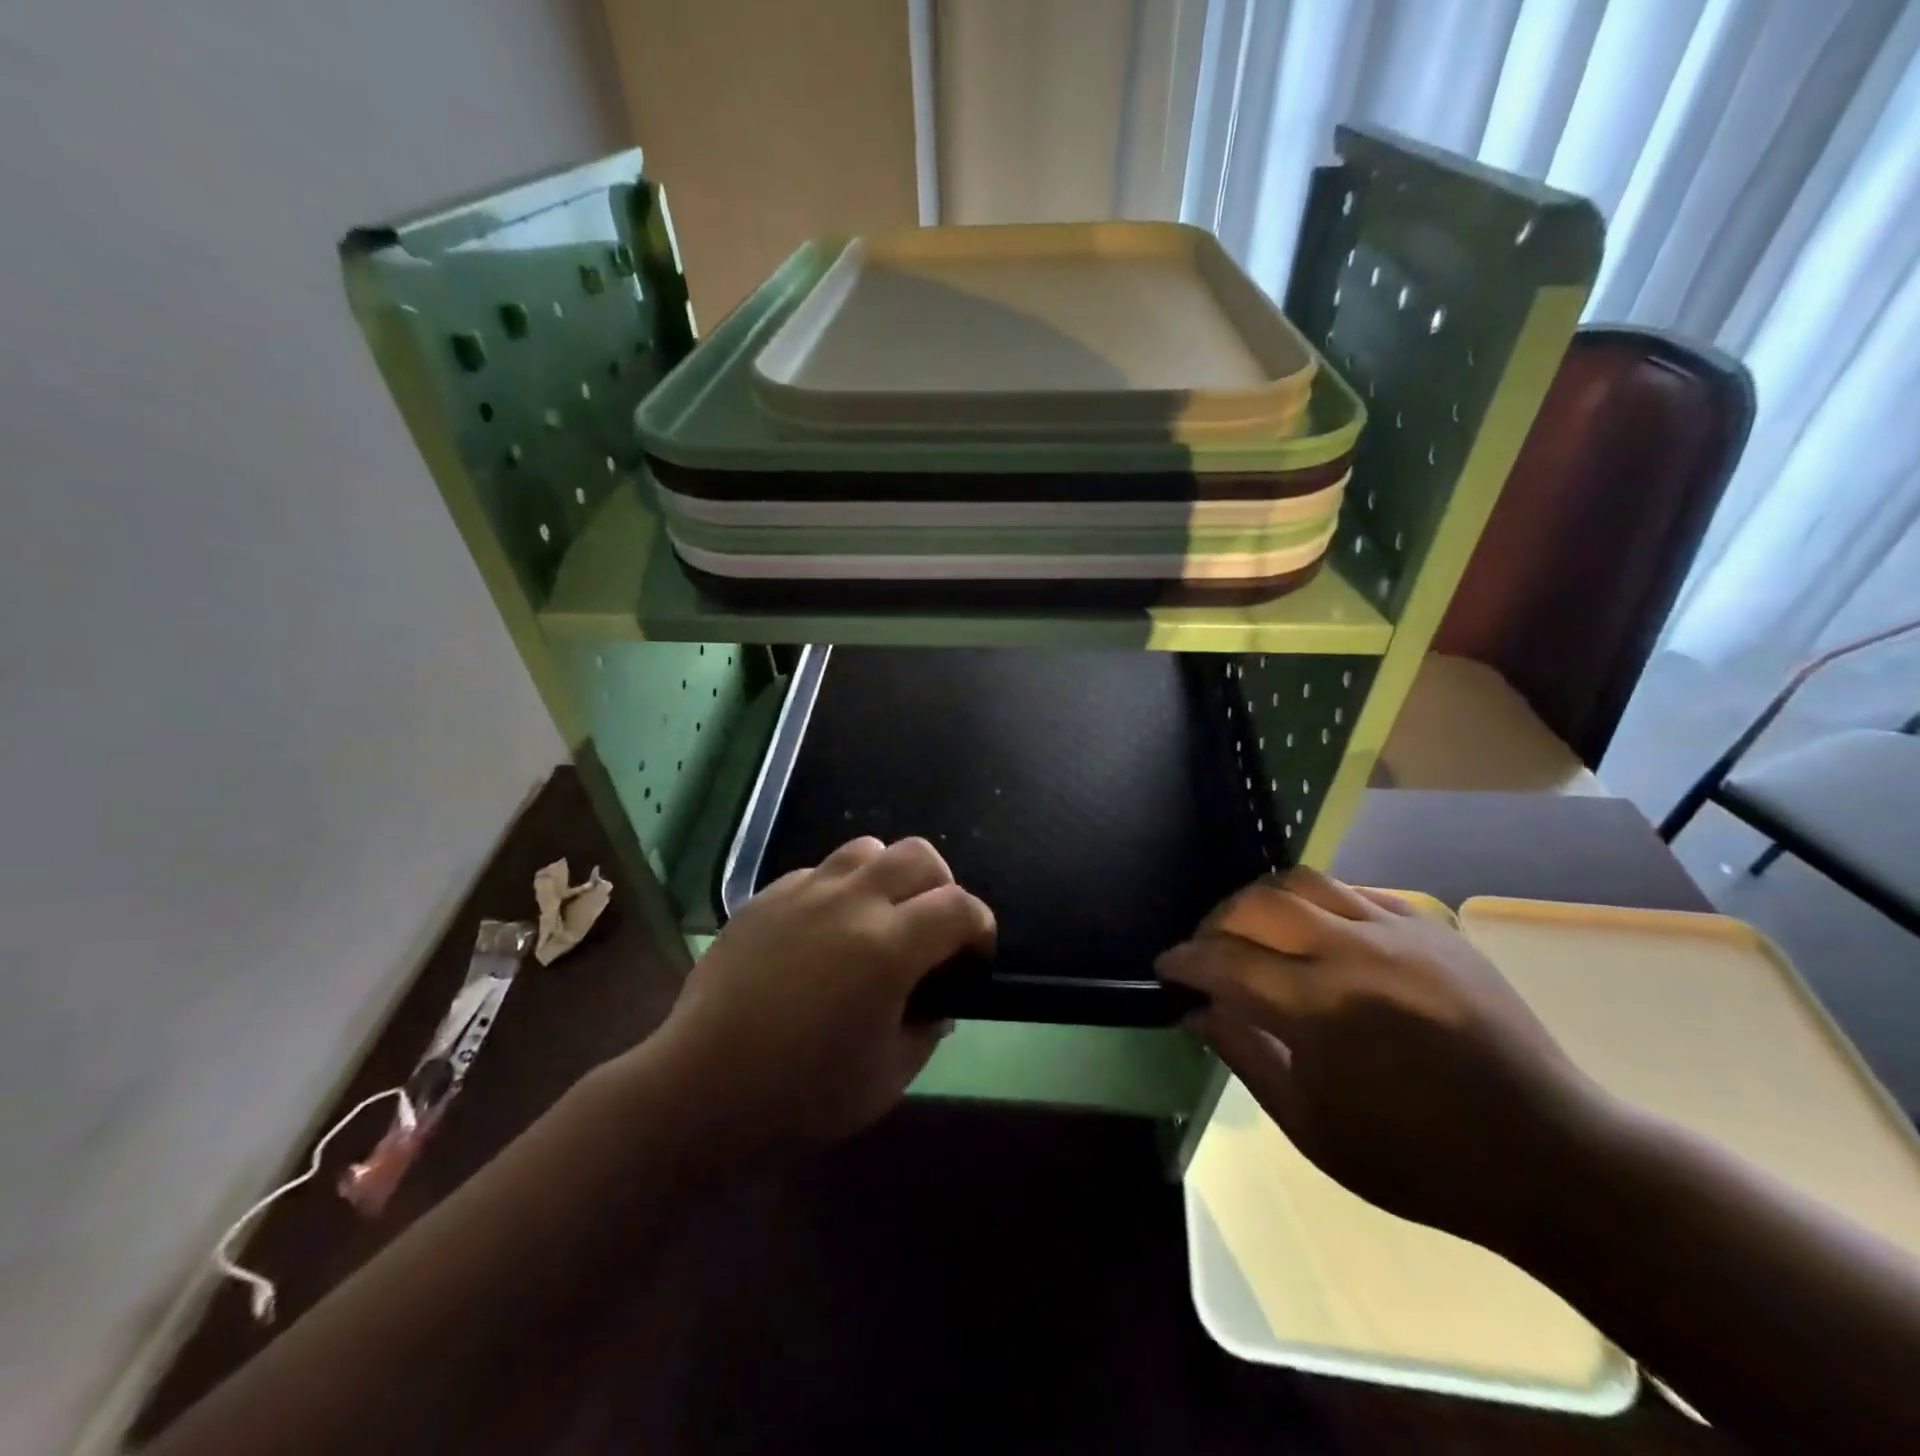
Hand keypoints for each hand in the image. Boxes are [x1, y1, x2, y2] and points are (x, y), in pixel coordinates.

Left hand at [645, 836, 994, 1159]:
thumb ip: (926, 1031)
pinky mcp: (764, 898)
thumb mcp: (887, 1078)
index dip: (980, 926)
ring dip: (888, 876)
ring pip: (866, 848)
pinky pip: (817, 872)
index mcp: (888, 947)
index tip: (974, 956)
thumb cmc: (801, 1095)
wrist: (700, 1088)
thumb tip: (937, 1003)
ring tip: (878, 917)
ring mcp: (803, 892)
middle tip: (932, 928)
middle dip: (941, 886)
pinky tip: (823, 931)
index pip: (959, 906)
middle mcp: (851, 902)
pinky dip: (838, 890)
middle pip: (919, 855)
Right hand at [1158, 868, 1607, 1246]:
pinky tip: (1314, 936)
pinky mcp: (1432, 924)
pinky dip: (1315, 905)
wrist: (1553, 1161)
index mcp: (1323, 1013)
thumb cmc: (1420, 1162)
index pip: (1225, 963)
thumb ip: (1244, 1056)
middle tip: (1206, 950)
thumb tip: (1195, 1010)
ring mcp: (1400, 932)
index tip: (1166, 968)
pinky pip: (1354, 891)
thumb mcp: (1312, 1128)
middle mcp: (1355, 954)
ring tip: (1253, 932)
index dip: (1184, 961)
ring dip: (1261, 902)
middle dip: (1215, 922)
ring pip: (1302, 881)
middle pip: (1256, 904)